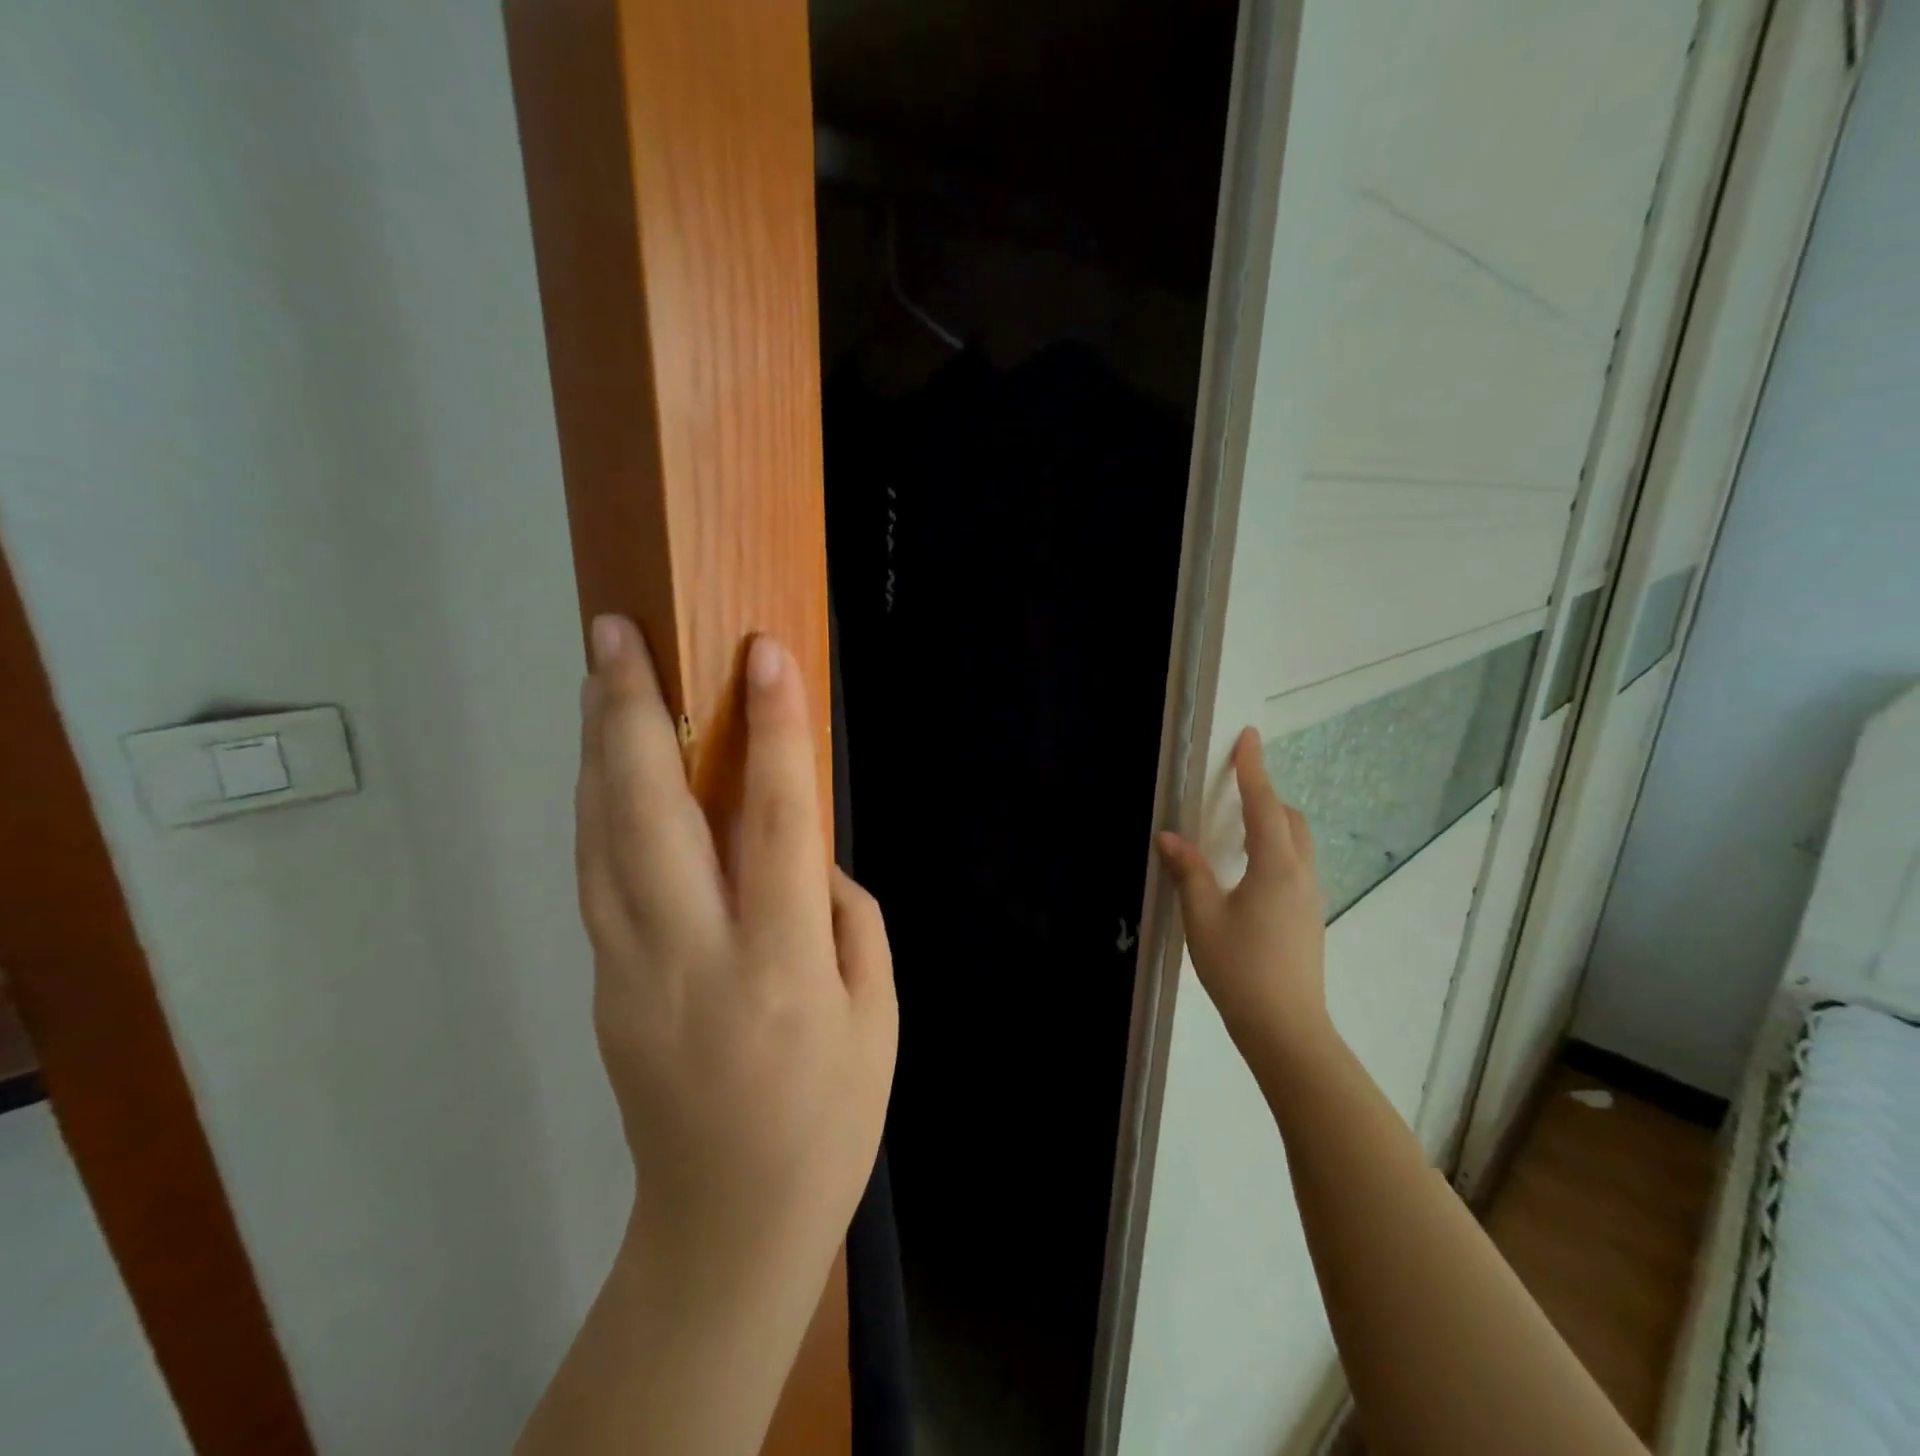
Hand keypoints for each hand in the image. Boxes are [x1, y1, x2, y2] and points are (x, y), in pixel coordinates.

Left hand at [576, 614, 897, 1292]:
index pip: (774, 824)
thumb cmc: (830, 1117)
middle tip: (615, 633)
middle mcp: (693, 959)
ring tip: (600, 675)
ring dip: (600, 748)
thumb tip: (802, 852)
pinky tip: (605, 763)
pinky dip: (598, 805)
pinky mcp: (603, 986)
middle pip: (648, 816)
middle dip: (632, 713)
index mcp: (782, 970)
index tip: (764, 655)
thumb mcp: (879, 1015)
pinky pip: (598, 875)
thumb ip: (847, 918)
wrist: (729, 1223)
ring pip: (602, 838)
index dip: (773, 732)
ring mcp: (630, 973)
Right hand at [1155, 727, 1331, 1069]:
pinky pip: (1296, 865)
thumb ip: (1188, 871)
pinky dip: (1276, 849)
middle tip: (1234, 790)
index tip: (1248, 736)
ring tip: (1238, 829)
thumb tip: (1169, 836)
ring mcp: (1310, 897)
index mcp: (1275, 866)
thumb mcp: (1202, 917)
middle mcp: (1300, 874)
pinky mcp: (1309, 917)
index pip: (1264, 804)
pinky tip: (1249, 873)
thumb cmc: (1240, 968)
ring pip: (1297, 843)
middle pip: (1290, 819)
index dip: (1253, 769)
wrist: (1286, 1028)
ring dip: (1273, 824)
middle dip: (1266, 796)